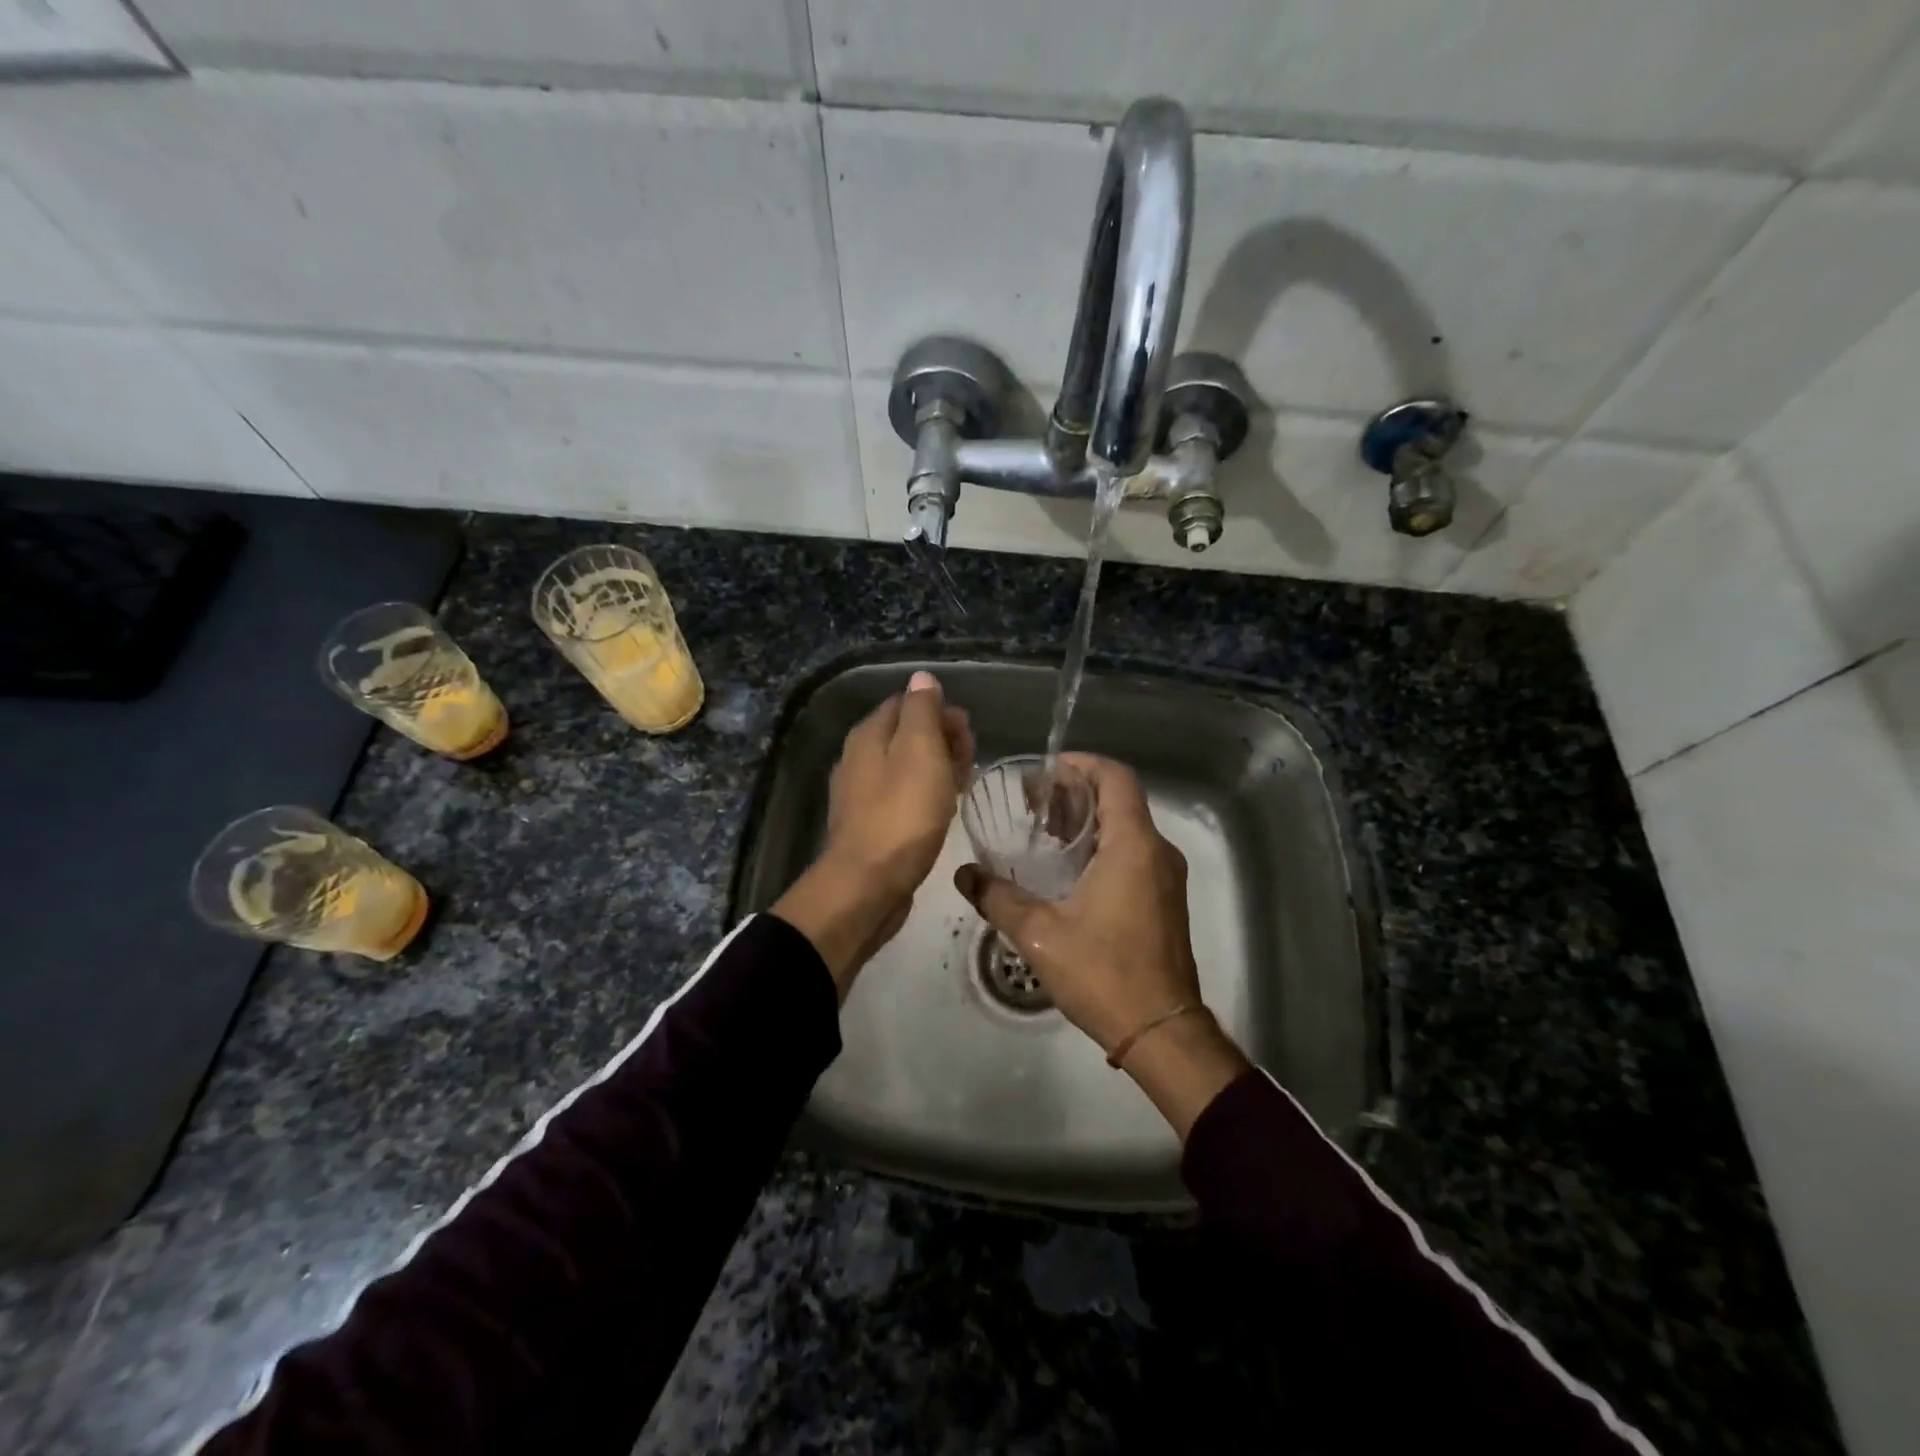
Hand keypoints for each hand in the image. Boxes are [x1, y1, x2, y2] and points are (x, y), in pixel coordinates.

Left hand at [774, 671, 971, 994]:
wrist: (868, 885)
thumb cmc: (902, 814)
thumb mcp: (920, 751)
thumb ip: (922, 710)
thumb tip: (922, 678)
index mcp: (869, 734)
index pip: (908, 702)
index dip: (941, 712)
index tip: (968, 735)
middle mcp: (858, 757)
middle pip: (906, 734)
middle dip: (942, 740)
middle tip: (969, 763)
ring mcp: (860, 793)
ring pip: (906, 766)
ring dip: (937, 769)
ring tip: (963, 786)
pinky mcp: (869, 824)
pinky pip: (902, 796)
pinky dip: (924, 795)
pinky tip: (941, 811)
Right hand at [955, 753, 1247, 1137]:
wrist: (1161, 1031)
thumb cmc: (1104, 973)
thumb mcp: (1039, 935)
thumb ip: (998, 898)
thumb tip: (964, 874)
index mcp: (1134, 846)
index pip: (1115, 778)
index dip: (1081, 764)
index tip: (1045, 771)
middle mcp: (1156, 852)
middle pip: (1118, 799)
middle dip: (1074, 792)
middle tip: (1031, 801)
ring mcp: (1164, 877)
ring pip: (1126, 827)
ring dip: (1086, 820)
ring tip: (1041, 829)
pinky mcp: (1164, 900)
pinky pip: (1133, 853)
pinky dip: (1100, 845)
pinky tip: (1066, 868)